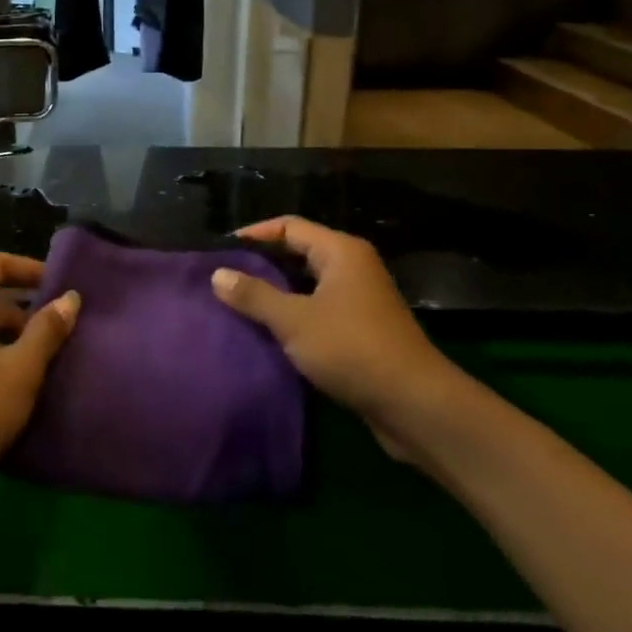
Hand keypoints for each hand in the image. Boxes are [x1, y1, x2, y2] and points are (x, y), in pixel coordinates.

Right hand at [210, 217, 463, 457]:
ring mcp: (359, 299)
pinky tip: (267, 330)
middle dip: (262, 263)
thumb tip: (217, 274)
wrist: (415, 404)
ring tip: (237, 301)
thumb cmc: (352, 349)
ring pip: (307, 284)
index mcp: (341, 252)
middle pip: (298, 252)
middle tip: (224, 276)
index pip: (288, 227)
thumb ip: (254, 295)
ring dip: (275, 292)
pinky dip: (292, 314)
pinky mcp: (360, 329)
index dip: (254, 234)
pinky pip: (317, 309)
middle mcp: (352, 267)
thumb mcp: (294, 320)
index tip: (221, 250)